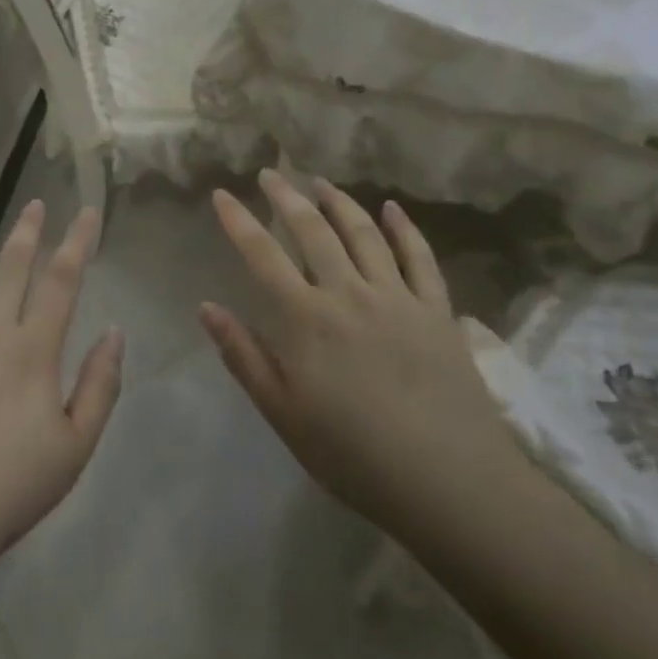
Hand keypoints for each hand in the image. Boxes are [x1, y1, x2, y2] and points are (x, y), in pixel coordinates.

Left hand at [0, 202, 123, 574]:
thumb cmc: (10, 488)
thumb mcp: (75, 447)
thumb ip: (100, 386)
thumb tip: (114, 331)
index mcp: (32, 350)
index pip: (61, 281)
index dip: (78, 242)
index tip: (88, 211)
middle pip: (11, 266)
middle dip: (27, 230)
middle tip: (35, 202)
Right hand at [201, 172, 522, 541]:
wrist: (451, 485)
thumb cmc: (354, 455)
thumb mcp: (284, 414)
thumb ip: (244, 356)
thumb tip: (206, 307)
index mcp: (306, 318)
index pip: (262, 254)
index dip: (239, 220)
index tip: (222, 194)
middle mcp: (348, 293)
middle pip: (312, 230)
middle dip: (286, 197)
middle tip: (271, 174)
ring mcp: (397, 297)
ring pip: (363, 233)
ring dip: (339, 202)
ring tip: (321, 182)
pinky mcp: (436, 311)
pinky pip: (420, 257)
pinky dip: (404, 228)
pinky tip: (392, 208)